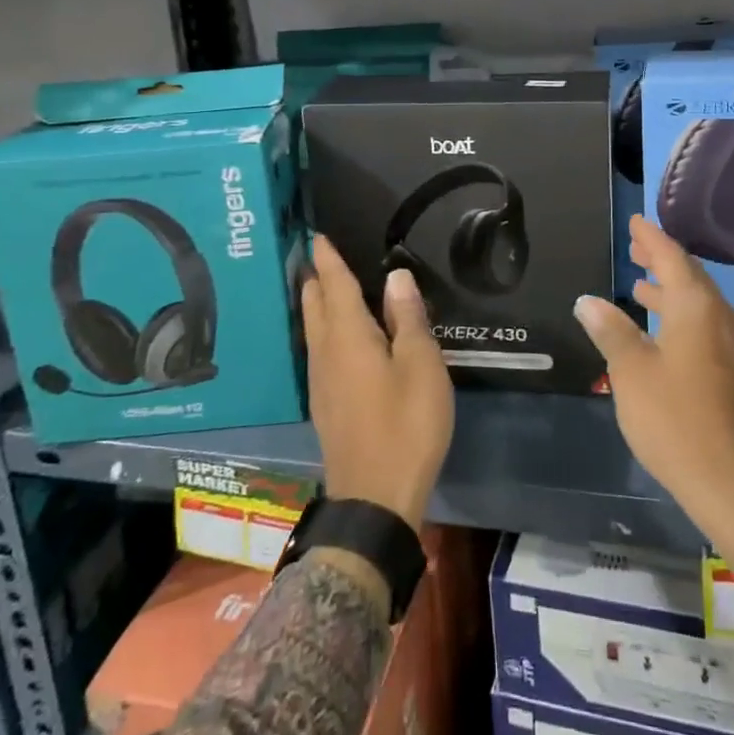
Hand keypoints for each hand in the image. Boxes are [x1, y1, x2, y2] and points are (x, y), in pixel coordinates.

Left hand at [302, 236, 454, 527]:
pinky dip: (323, 328)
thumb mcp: (421, 366)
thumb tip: (396, 276)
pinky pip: (318, 349)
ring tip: (322, 285)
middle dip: (315, 278)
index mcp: (349, 337)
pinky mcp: (325, 403)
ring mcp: (321, 381)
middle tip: (316, 254)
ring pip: (313, 328)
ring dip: (316, 302)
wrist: (375, 499)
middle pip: (314, 305)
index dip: (328, 259)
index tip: (318, 235)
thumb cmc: (406, 425)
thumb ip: (408, 318)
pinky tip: (335, 336)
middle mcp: (326, 353)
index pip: (334, 286)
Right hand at [575, 217, 733, 615]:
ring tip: (640, 284)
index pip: (672, 258)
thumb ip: (611, 330)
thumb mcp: (631, 372)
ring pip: (698, 302)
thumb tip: (588, 300)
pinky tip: (660, 330)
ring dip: (669, 289)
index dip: (651, 238)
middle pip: (690, 276)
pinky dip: (680, 314)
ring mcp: (732, 347)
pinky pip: (704, 325)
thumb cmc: (675, 420)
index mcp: (696, 308)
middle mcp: (720, 318)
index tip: (636, 221)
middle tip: (635, 247)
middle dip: (661, 260)